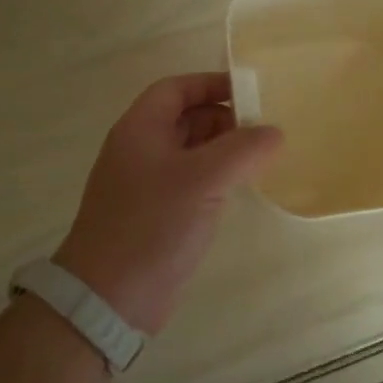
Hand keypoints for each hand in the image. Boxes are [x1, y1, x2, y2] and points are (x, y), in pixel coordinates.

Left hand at [55, 73, 282, 333]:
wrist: (108, 298)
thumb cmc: (152, 224)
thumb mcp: (203, 179)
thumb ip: (243, 149)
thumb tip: (274, 132)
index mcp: (140, 129)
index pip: (176, 89)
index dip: (212, 84)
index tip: (250, 92)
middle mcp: (140, 150)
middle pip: (185, 118)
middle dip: (224, 119)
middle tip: (264, 131)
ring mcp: (146, 184)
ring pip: (190, 152)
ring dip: (223, 151)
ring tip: (261, 159)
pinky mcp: (155, 214)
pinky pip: (190, 182)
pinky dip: (215, 178)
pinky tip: (240, 190)